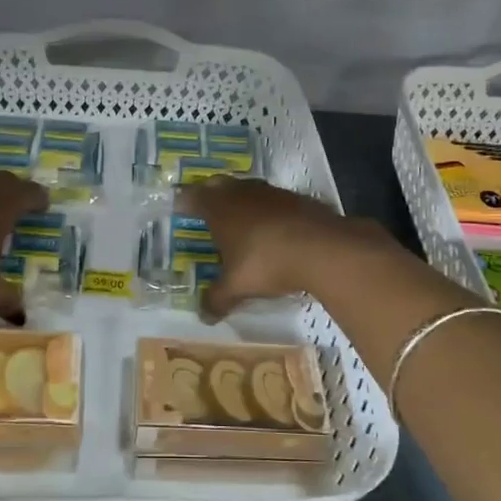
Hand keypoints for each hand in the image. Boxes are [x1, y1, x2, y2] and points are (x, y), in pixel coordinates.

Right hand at [174, 177, 395, 318]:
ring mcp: (271, 193)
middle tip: (205, 208)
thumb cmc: (266, 262)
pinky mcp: (297, 199)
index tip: (178, 206)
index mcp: (219, 208)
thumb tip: (203, 316)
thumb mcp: (237, 286)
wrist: (322, 248)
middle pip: (219, 184)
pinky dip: (268, 210)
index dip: (184, 201)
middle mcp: (241, 193)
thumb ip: (217, 299)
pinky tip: (273, 228)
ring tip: (239, 218)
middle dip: (210, 193)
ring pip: (247, 189)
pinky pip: (274, 200)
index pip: (192, 196)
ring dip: (241, 199)